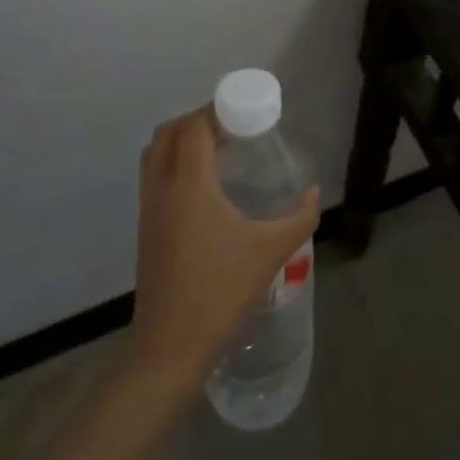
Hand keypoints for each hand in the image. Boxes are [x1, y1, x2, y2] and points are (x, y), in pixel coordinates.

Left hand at [130, 107, 319, 393]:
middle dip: (195, 121)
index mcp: (190, 185)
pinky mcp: (146, 232)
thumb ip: (300, 217)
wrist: (171, 349)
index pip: (194, 127)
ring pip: (155, 157)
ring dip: (181, 143)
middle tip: (230, 128)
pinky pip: (155, 180)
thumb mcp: (272, 250)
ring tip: (218, 153)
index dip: (214, 110)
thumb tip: (313, 192)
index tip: (242, 111)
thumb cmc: (222, 291)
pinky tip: (205, 189)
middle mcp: (163, 190)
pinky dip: (174, 166)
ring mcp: (149, 212)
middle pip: (167, 134)